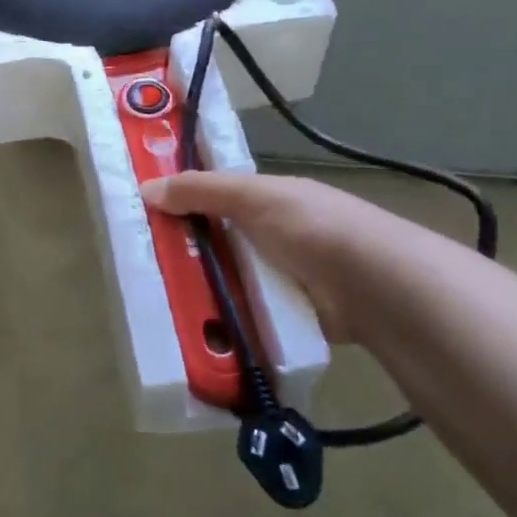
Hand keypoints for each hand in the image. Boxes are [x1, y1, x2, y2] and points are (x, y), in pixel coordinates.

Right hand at [141, 170, 428, 344]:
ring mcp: (283, 277)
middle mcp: (275, 235)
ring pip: (228, 279)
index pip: (217, 195)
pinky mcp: (287, 316)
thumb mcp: (252, 196)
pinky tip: (192, 327)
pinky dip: (222, 318)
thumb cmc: (311, 227)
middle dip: (185, 250)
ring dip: (201, 288)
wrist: (375, 288)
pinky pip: (243, 313)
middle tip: (141, 263)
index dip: (183, 199)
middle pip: (218, 240)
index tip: (144, 212)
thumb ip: (200, 190)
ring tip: (156, 300)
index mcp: (270, 199)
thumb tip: (145, 189)